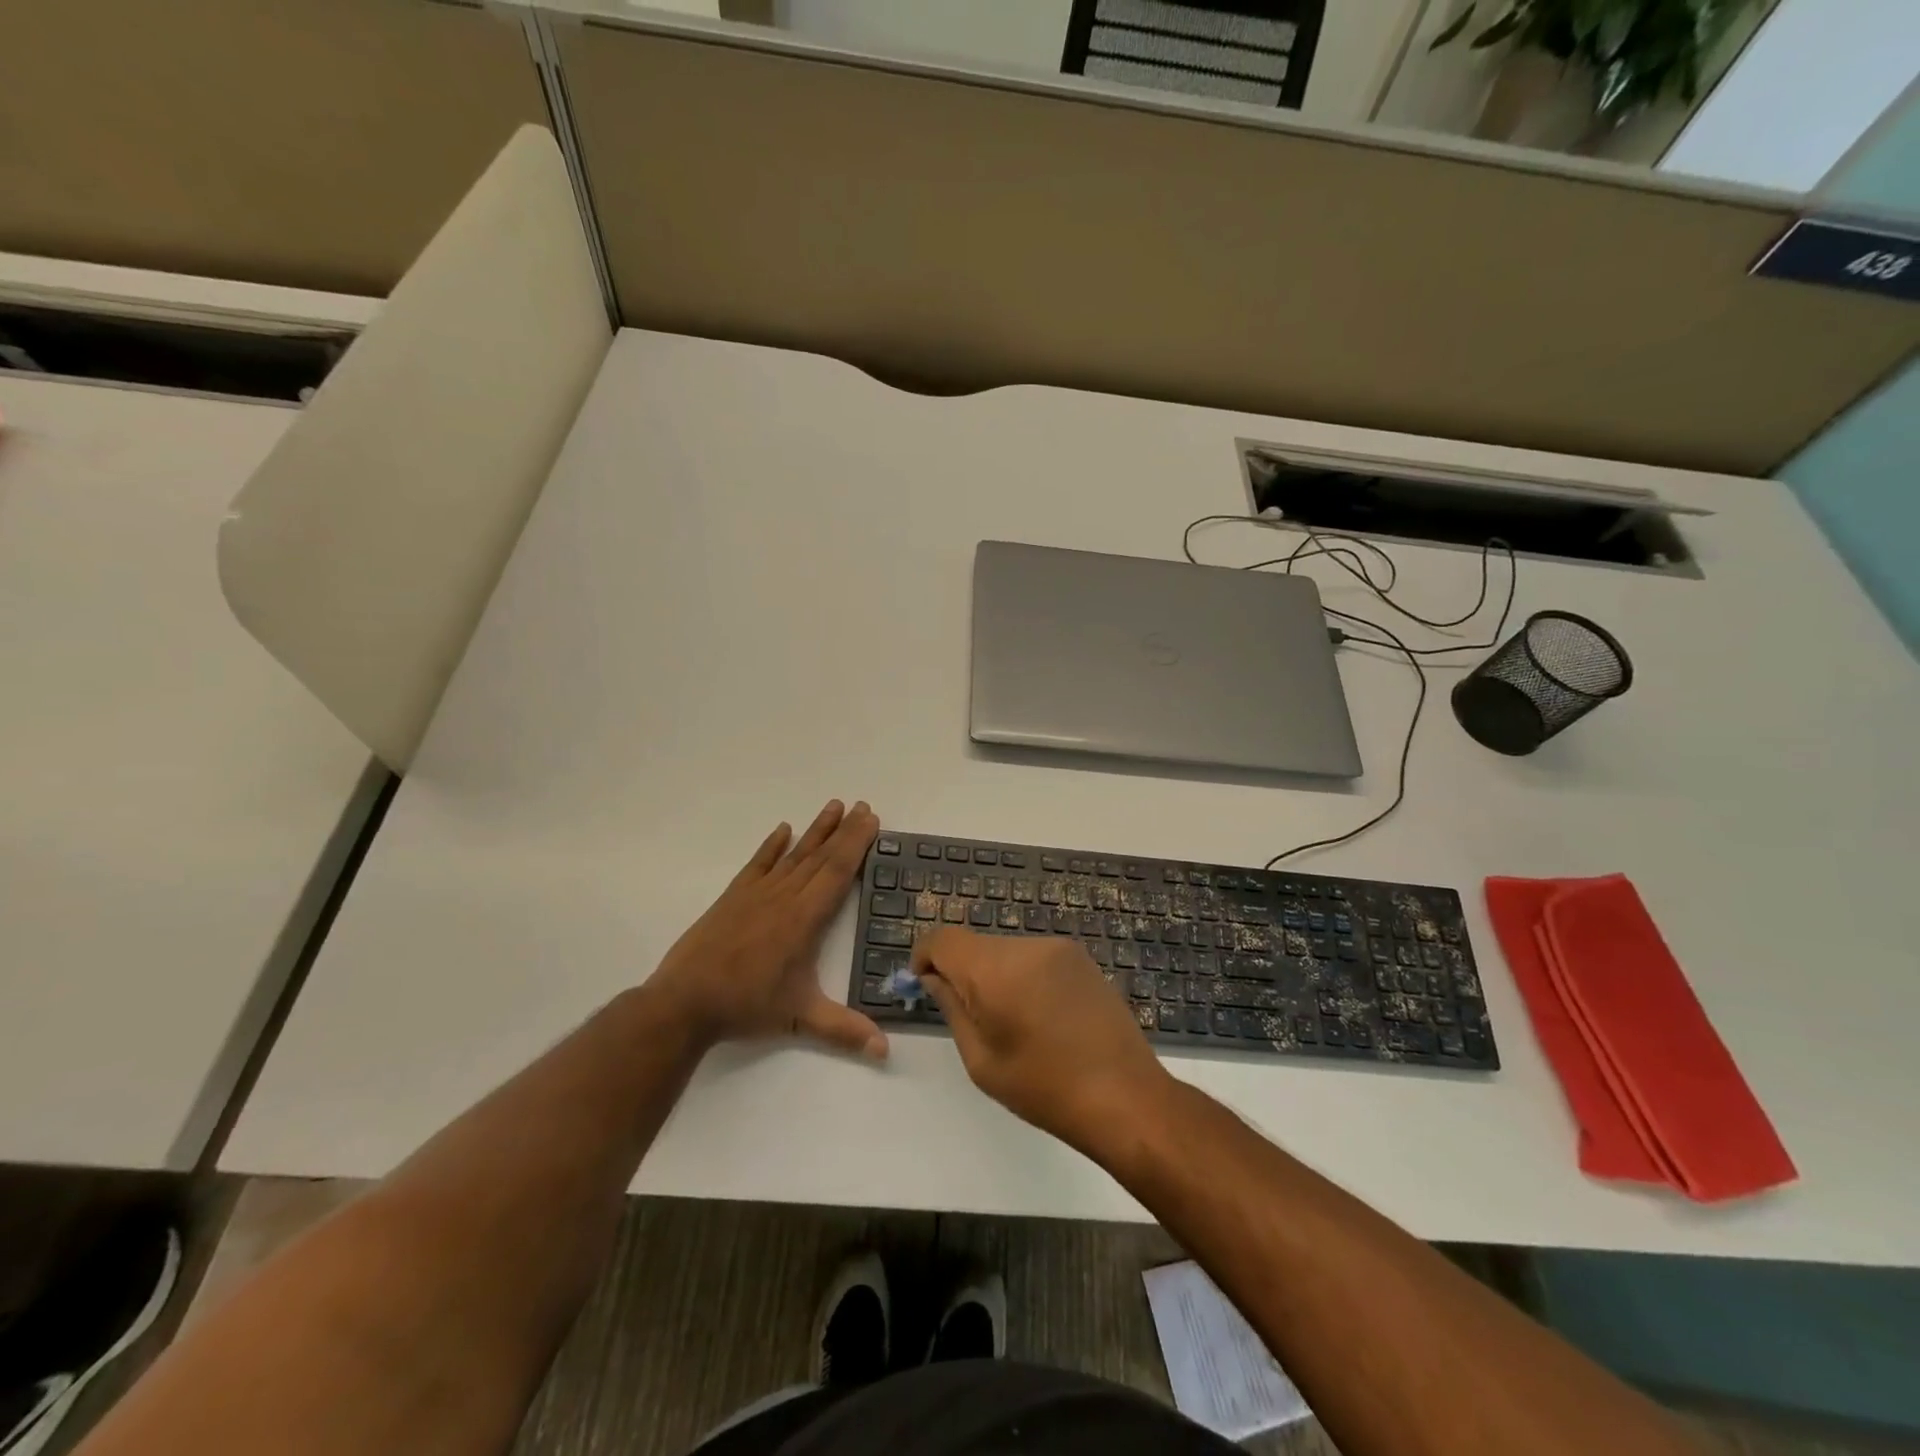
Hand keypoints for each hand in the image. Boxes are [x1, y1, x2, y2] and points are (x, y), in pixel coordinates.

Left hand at [645, 800, 886, 1059]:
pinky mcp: (733, 897)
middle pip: (821, 856)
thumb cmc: (746, 1006)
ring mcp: (757, 894)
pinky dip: (772, 846)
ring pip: (794, 855)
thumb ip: (844, 1031)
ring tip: (834, 806)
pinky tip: (783, 830)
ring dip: (816, 830)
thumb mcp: (800, 1019)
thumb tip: (885, 1051)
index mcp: (804, 919)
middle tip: (863, 806)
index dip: (856, 844)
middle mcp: (784, 897)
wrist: (684, 1002)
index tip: (871, 820)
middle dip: (845, 830)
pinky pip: (758, 863)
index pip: (837, 872)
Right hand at [913, 928, 1171, 1150]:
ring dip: (996, 975)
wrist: (1126, 1096)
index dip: (925, 957)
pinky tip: (1042, 1017)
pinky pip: (1035, 958)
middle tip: (971, 1018)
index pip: (943, 939)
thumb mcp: (981, 1060)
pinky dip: (1024, 977)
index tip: (924, 986)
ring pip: (1006, 951)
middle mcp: (1026, 946)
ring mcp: (1058, 948)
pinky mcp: (1081, 958)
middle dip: (962, 972)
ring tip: (1013, 1023)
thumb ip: (952, 1009)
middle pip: (976, 945)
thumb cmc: (1045, 1088)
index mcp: (995, 969)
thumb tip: (934, 978)